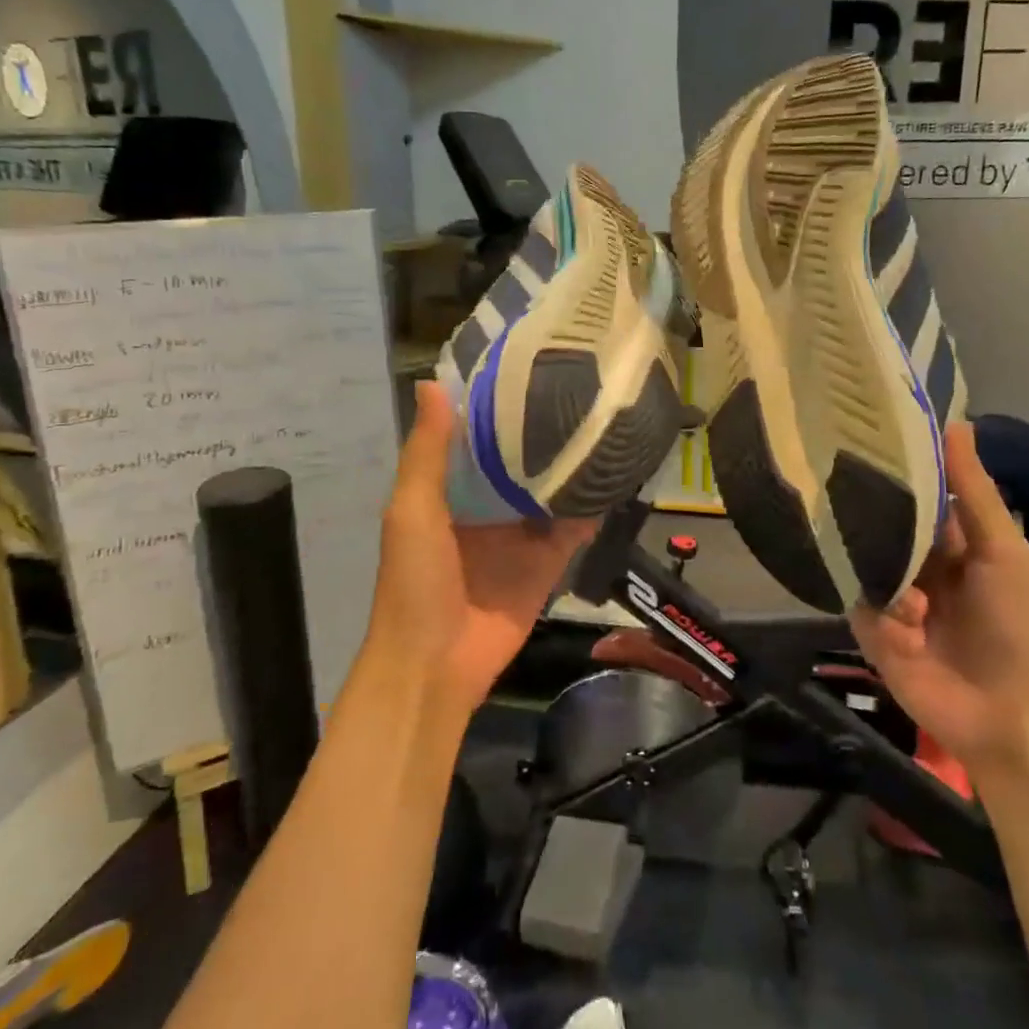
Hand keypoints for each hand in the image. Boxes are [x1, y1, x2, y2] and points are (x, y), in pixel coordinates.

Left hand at [366, 381, 596, 717]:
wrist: (436, 665)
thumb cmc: (415, 581)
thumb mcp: (412, 510)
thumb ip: (428, 452)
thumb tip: (432, 382)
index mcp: (449, 490)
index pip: (475, 437)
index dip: (495, 405)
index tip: (525, 363)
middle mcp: (486, 506)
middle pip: (519, 460)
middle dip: (542, 431)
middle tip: (580, 385)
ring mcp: (519, 535)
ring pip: (550, 490)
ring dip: (572, 465)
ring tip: (605, 421)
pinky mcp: (547, 563)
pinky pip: (572, 529)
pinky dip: (591, 508)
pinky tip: (616, 476)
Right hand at [848, 422, 1028, 775]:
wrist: (1009, 714)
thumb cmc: (1016, 623)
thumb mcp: (1001, 549)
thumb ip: (972, 489)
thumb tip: (955, 420)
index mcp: (945, 536)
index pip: (908, 489)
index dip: (890, 464)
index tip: (859, 431)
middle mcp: (911, 558)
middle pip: (875, 521)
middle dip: (867, 514)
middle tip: (842, 491)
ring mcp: (888, 593)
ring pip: (859, 560)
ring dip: (887, 579)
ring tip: (913, 603)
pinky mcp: (870, 629)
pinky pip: (858, 604)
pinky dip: (886, 617)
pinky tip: (911, 635)